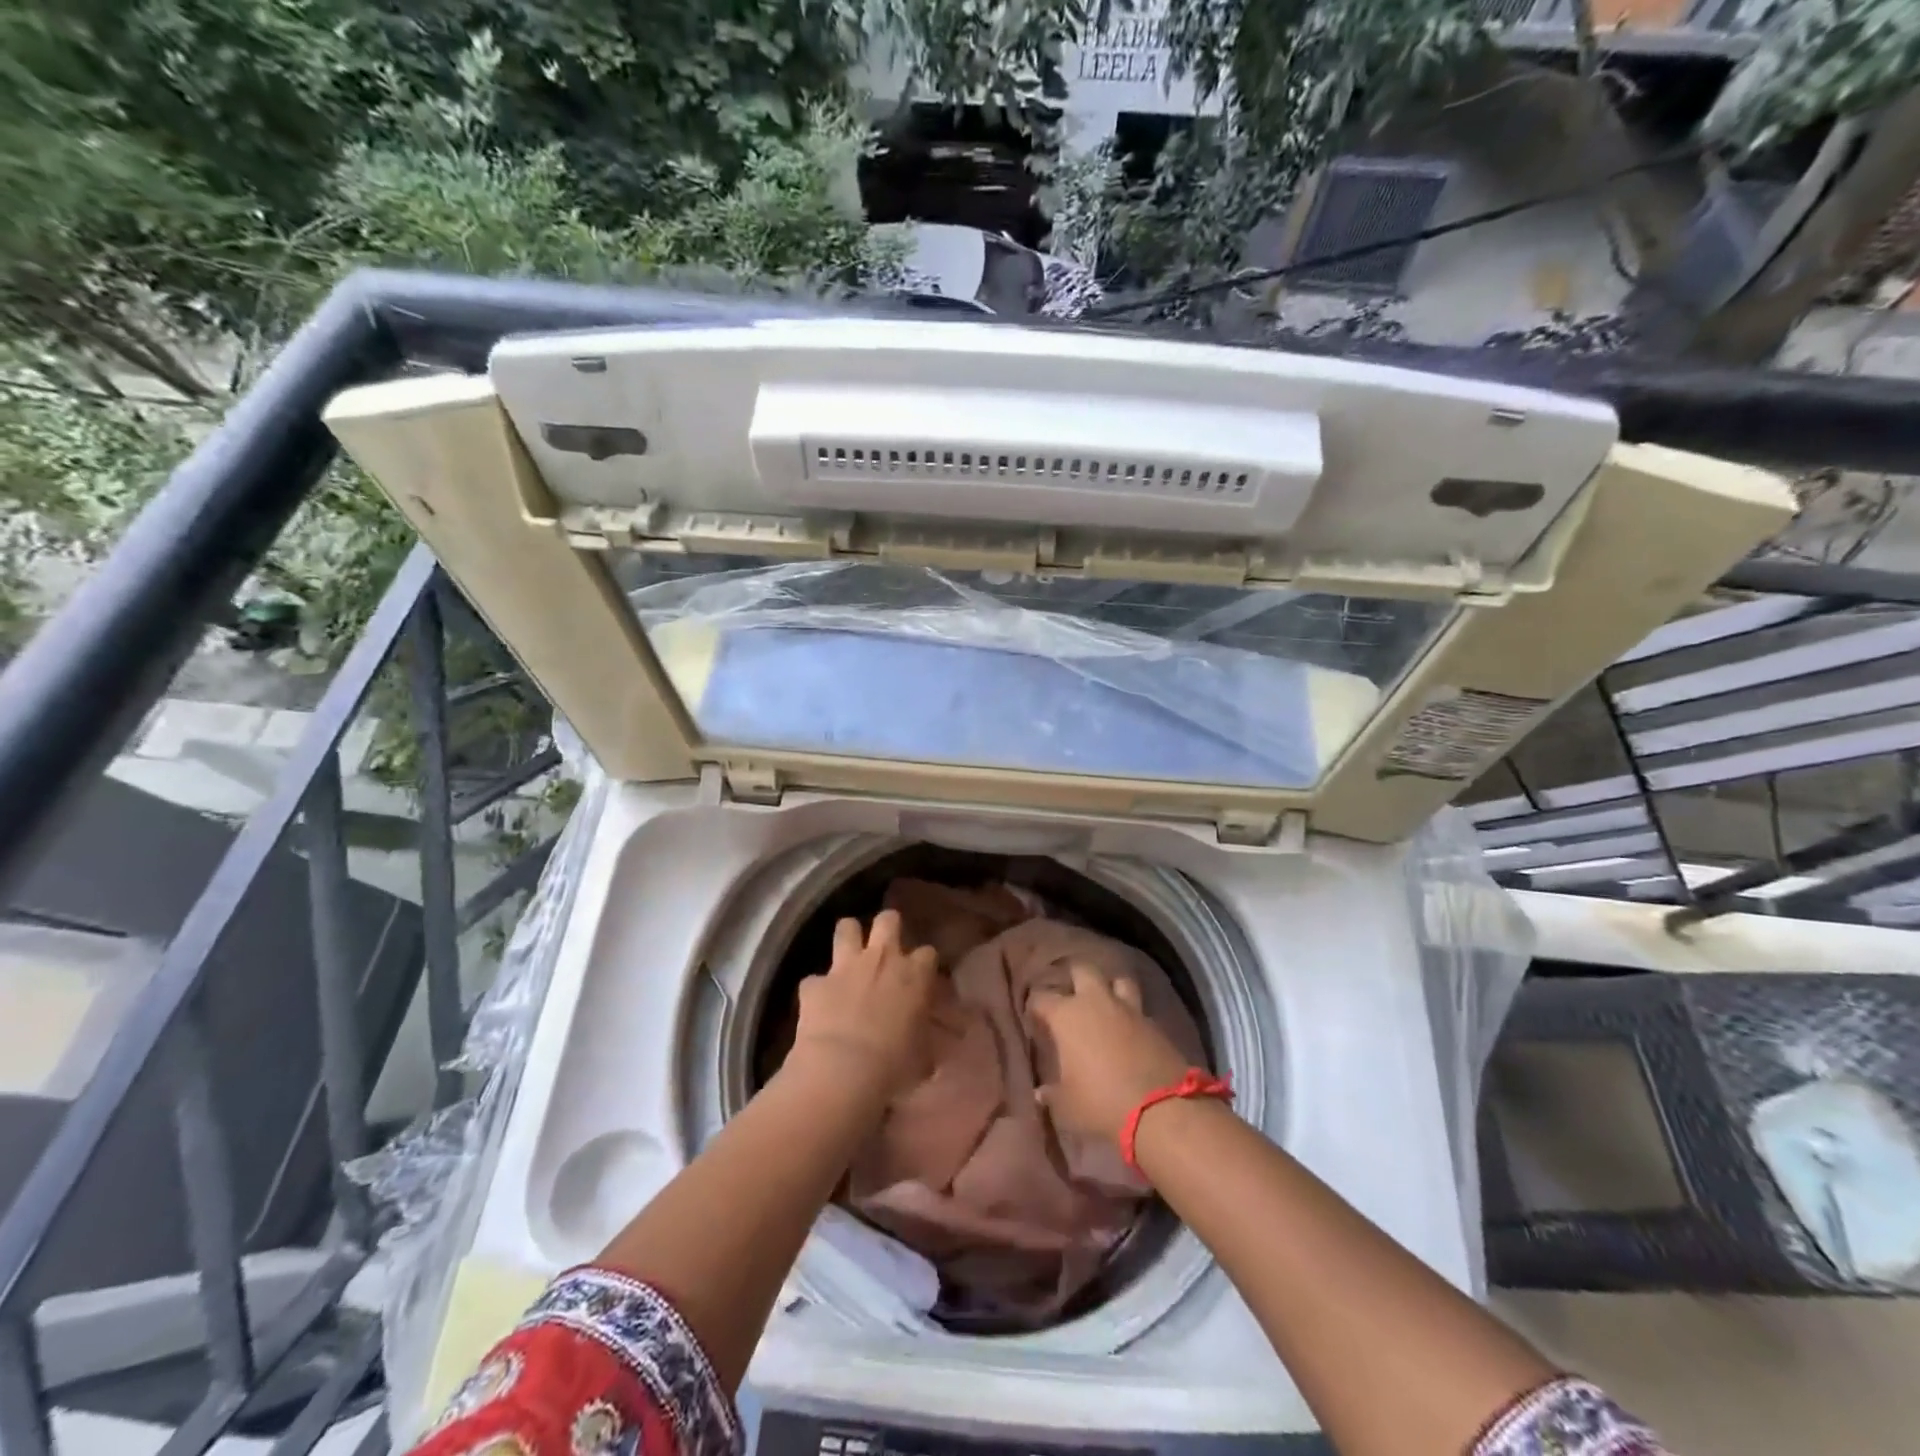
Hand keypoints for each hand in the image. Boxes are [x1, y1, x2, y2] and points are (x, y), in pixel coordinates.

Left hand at [791, 909, 939, 1098]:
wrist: (842, 1070)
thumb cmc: (894, 1066)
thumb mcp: (922, 1055)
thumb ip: (925, 1039)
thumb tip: (928, 1047)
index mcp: (914, 976)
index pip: (928, 953)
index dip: (924, 964)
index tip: (921, 978)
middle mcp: (882, 959)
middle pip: (888, 920)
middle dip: (888, 926)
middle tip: (886, 946)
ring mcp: (845, 967)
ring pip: (846, 927)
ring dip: (848, 938)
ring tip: (849, 953)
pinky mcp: (814, 984)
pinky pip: (813, 979)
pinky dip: (817, 989)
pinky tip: (818, 1003)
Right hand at [1028, 964, 1192, 1147]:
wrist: (1160, 1110)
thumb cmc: (1101, 1102)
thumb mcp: (1067, 1106)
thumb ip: (1051, 1094)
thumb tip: (1040, 1093)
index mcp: (1067, 1016)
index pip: (1041, 998)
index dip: (1035, 1007)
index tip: (1035, 1019)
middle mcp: (1096, 1002)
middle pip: (1082, 969)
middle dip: (1074, 977)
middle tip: (1070, 997)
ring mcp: (1128, 1009)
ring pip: (1117, 980)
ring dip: (1110, 988)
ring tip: (1105, 1003)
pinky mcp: (1155, 1022)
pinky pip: (1139, 1008)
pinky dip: (1132, 1014)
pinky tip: (1129, 1029)